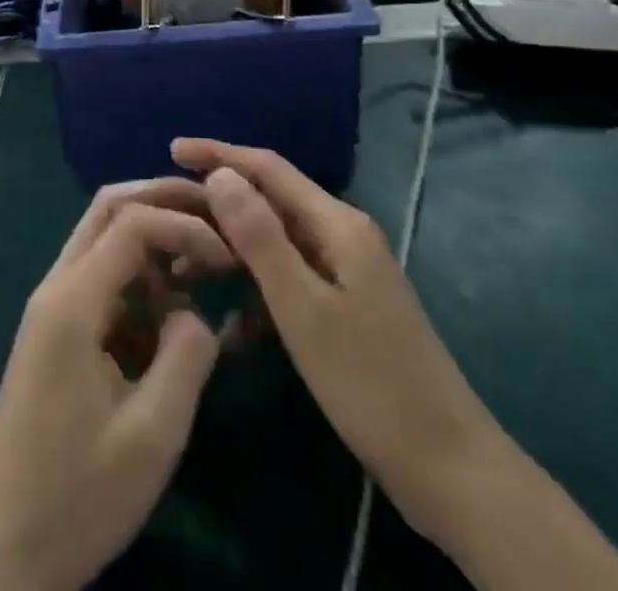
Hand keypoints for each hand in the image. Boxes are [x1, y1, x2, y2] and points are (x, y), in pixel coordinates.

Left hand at [0, 179, 234, 590]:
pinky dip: (139, 277)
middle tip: (216, 217)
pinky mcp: (56, 333)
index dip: (185, 226)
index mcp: (71, 301)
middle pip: (109, 210)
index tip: (231, 254)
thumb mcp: (151, 435)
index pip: (132, 223)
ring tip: (202, 262)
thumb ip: (187, 356)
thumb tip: (197, 313)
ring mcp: (52, 308)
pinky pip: (100, 279)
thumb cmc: (76, 497)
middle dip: (164, 202)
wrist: (1, 554)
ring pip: (103, 239)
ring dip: (152, 238)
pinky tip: (171, 309)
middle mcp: (56, 287)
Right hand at [172, 139, 617, 590]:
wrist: (449, 468)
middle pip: (271, 202)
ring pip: (276, 244)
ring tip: (184, 272)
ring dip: (233, 253)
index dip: (219, 154)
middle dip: (219, 206)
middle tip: (168, 217)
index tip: (172, 149)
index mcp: (338, 224)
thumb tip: (220, 174)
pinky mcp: (347, 307)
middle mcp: (343, 235)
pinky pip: (290, 282)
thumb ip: (260, 238)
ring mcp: (347, 272)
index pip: (268, 168)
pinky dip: (258, 295)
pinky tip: (231, 330)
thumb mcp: (304, 309)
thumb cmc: (370, 383)